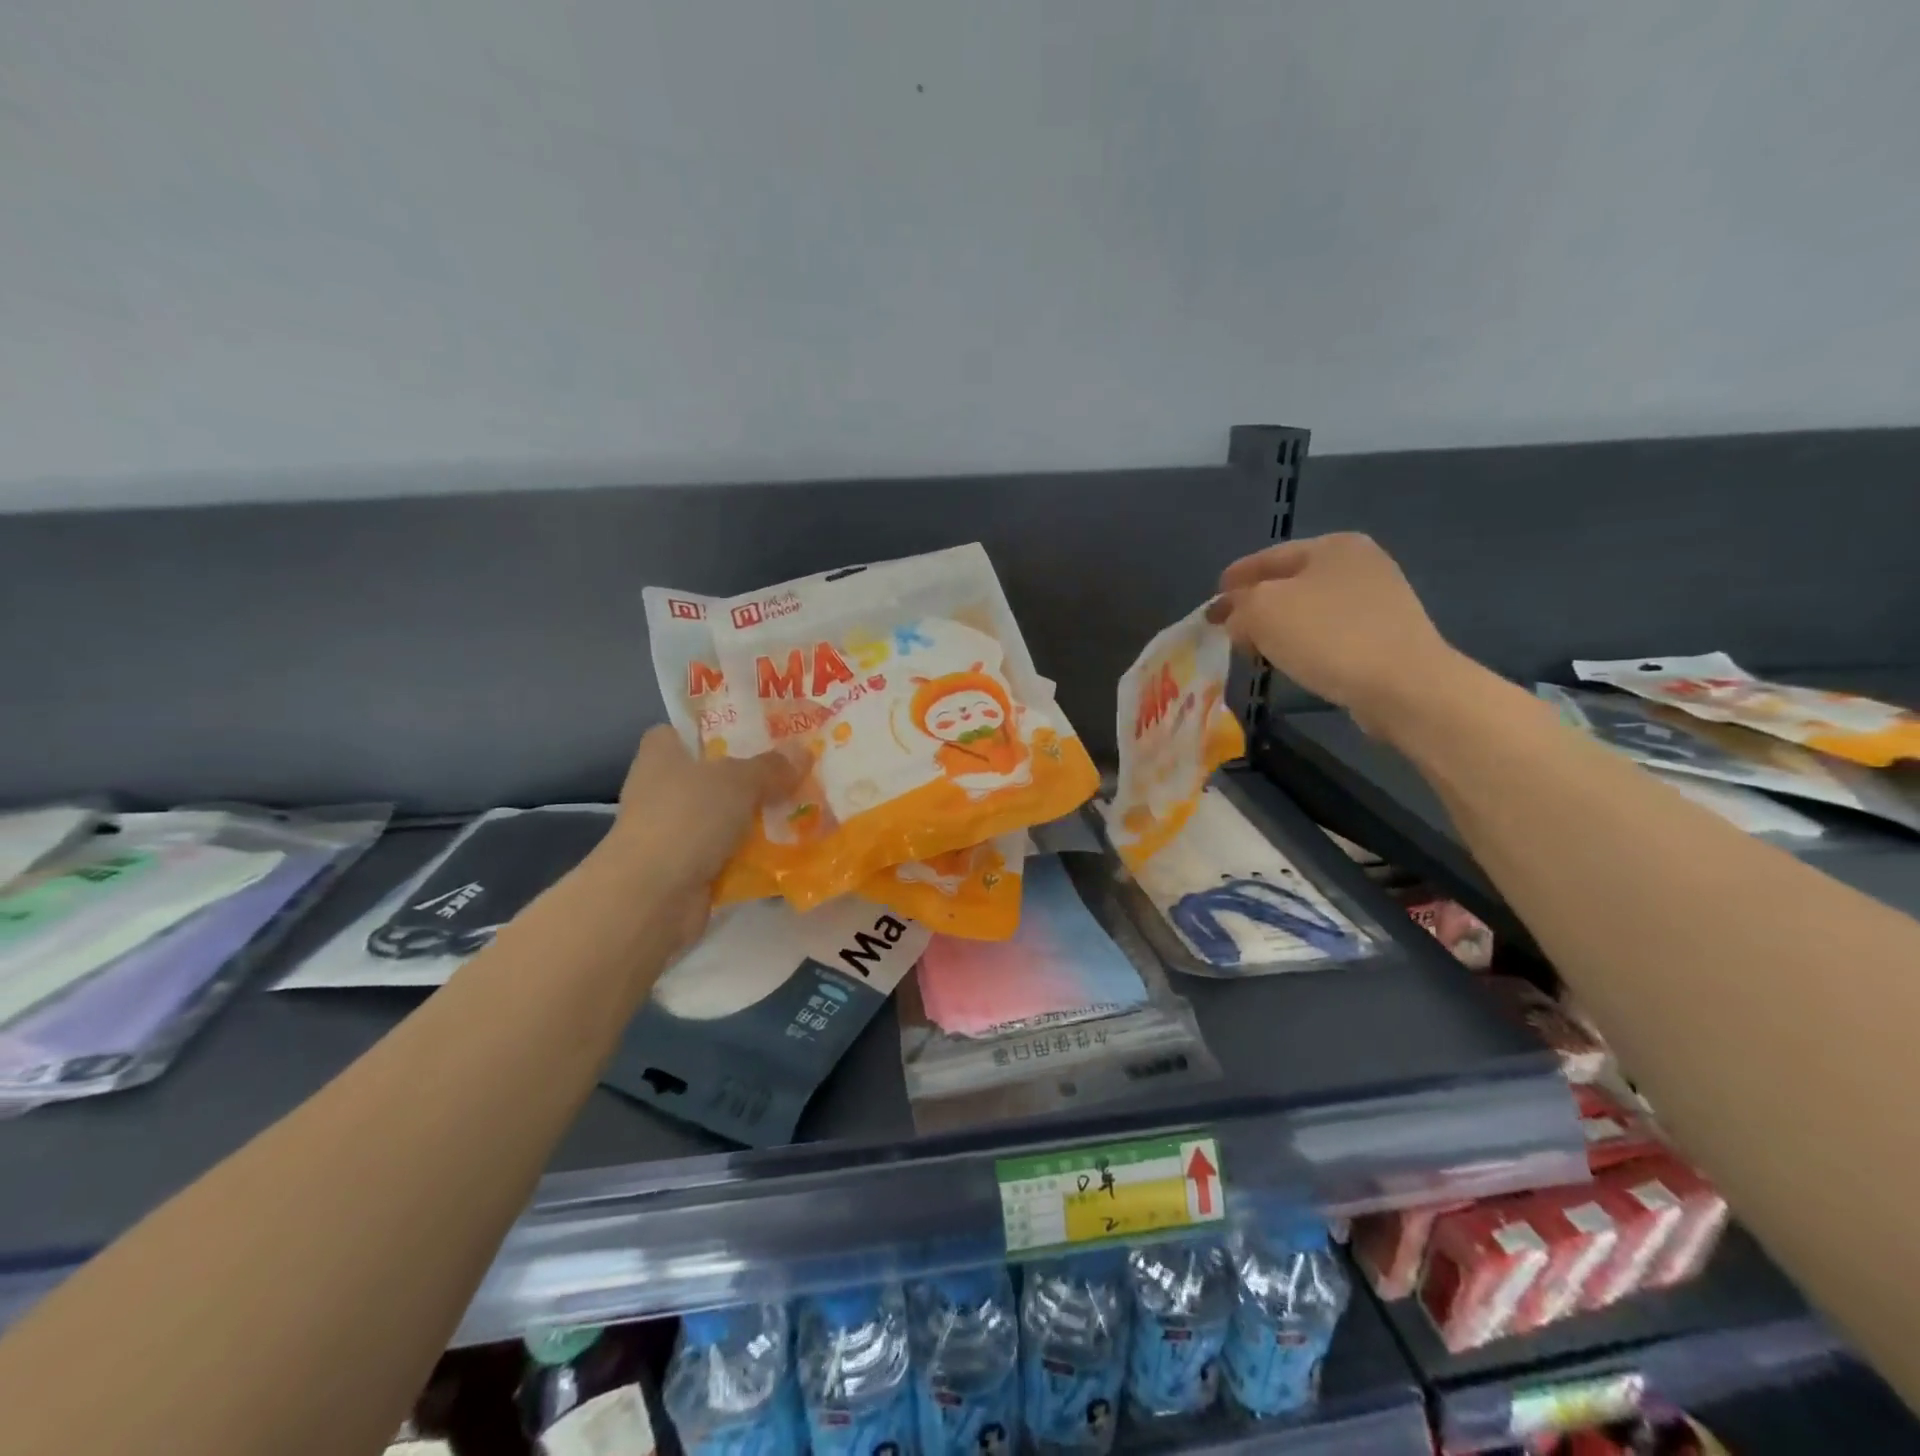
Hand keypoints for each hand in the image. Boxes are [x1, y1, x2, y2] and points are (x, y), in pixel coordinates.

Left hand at [599, 727, 801, 947]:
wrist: (653, 897)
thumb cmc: (687, 819)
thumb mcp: (738, 781)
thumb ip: (771, 766)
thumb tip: (802, 751)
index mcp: (661, 756)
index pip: (680, 732)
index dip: (711, 729)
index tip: (750, 732)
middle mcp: (662, 791)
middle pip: (711, 776)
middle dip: (749, 776)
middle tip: (794, 769)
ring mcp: (674, 833)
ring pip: (724, 817)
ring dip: (756, 818)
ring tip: (804, 808)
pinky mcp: (687, 869)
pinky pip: (729, 854)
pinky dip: (753, 854)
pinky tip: (790, 849)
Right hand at [1210, 533, 1464, 735]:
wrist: (1402, 685)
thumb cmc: (1327, 636)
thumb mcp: (1262, 612)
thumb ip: (1238, 607)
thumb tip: (1235, 618)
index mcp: (1332, 546)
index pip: (1267, 558)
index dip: (1234, 580)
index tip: (1211, 603)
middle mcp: (1359, 564)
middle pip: (1289, 582)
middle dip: (1255, 605)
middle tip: (1228, 629)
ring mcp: (1379, 599)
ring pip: (1309, 609)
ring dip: (1279, 626)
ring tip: (1255, 649)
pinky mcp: (1386, 635)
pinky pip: (1330, 633)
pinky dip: (1305, 643)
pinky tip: (1292, 661)